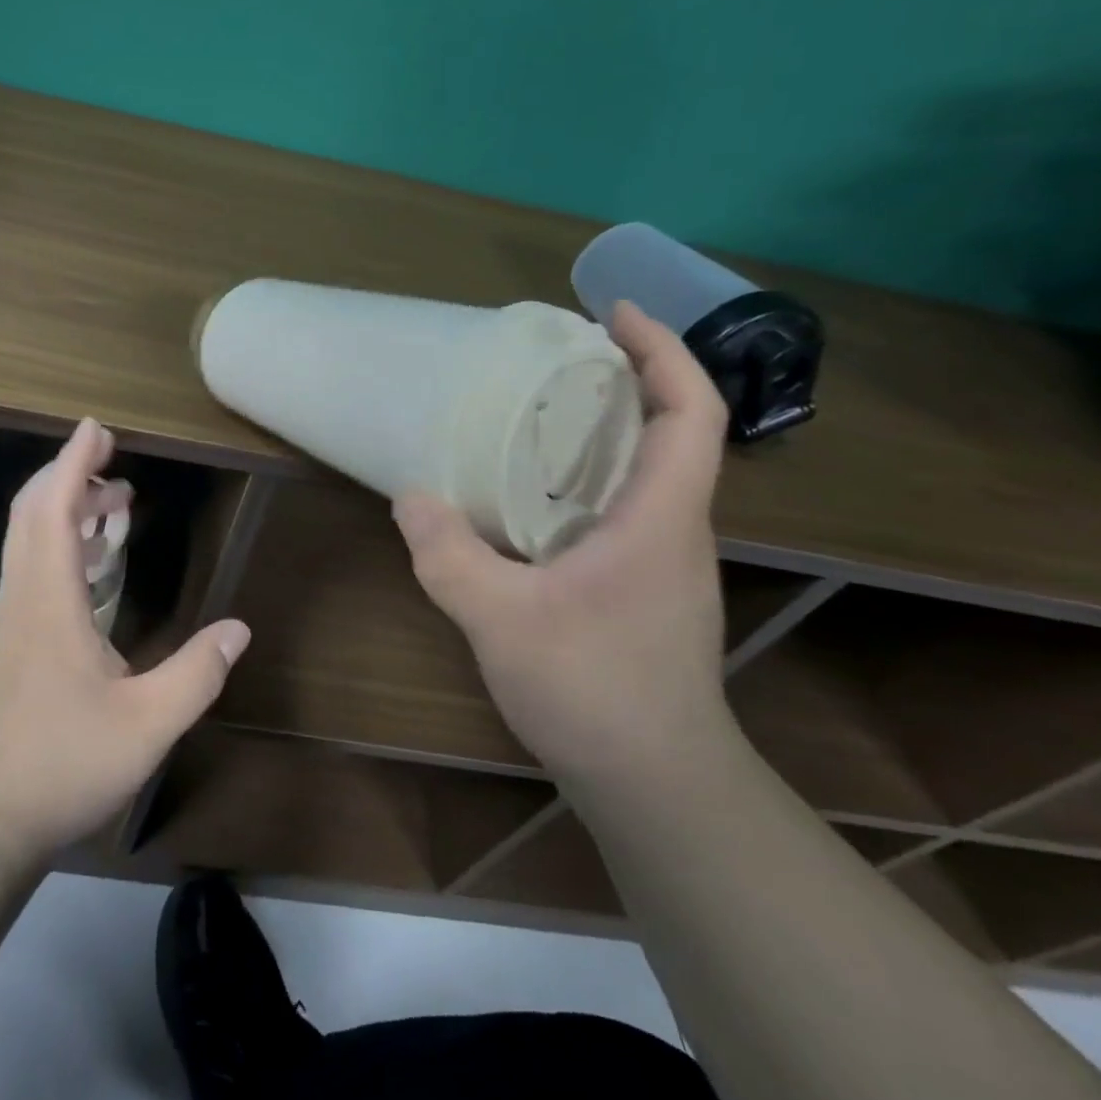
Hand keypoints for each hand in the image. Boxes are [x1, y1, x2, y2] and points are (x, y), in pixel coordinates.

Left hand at [0, 419, 251, 861]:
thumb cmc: (60, 766)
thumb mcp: (147, 726)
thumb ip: (196, 674)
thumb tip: (238, 629)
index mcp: (49, 601)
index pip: (54, 510)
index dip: (74, 463)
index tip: (96, 429)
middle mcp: (23, 598)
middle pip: (32, 514)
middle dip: (69, 476)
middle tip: (112, 463)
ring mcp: (10, 621)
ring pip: (28, 541)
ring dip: (66, 510)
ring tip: (113, 505)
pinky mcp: (9, 644)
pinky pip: (31, 569)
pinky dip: (60, 545)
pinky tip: (94, 568)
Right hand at [394, 302, 731, 785]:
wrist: (655, 784)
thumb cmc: (596, 692)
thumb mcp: (503, 620)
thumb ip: (451, 557)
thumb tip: (411, 496)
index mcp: (661, 516)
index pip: (689, 412)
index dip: (663, 352)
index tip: (613, 315)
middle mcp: (673, 528)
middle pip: (668, 430)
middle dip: (623, 379)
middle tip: (553, 357)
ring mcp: (661, 561)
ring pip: (643, 471)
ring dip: (602, 428)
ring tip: (534, 411)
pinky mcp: (641, 587)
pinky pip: (619, 507)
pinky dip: (584, 476)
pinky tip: (529, 494)